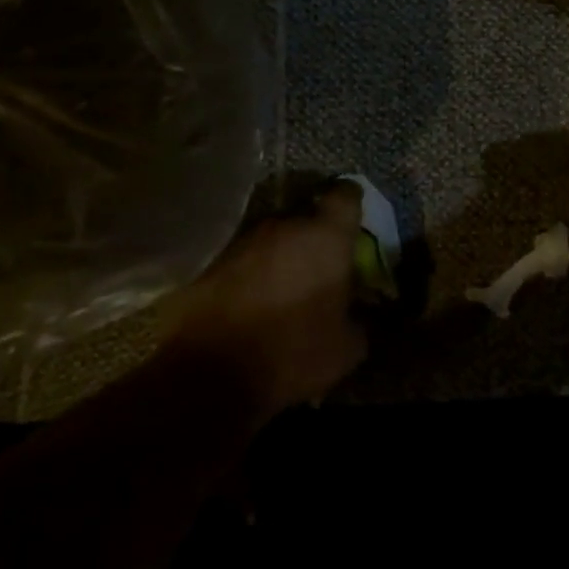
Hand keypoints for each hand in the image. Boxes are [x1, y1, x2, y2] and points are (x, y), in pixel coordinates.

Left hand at [170, 182, 367, 412]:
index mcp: (326, 237)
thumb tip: (357, 312)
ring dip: (281, 253)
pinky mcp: (212, 260)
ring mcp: (243, 239)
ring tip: (284, 285)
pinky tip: (254, 299)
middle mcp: (284, 225)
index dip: (352, 203)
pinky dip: (253, 271)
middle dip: (315, 235)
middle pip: (306, 215)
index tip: (355, 217)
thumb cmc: (292, 352)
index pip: (346, 196)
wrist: (209, 372)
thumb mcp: (347, 348)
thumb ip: (359, 319)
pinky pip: (244, 257)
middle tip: (321, 263)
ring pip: (273, 236)